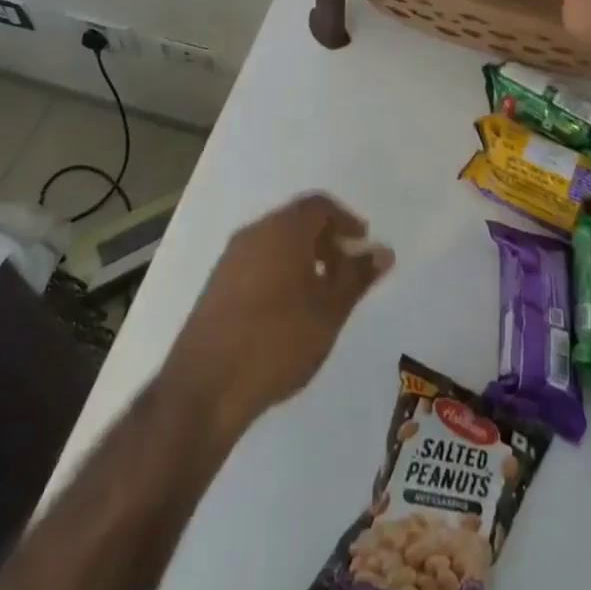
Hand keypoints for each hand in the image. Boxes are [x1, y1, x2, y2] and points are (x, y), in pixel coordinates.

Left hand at [165, 193, 392, 439]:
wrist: (207, 384)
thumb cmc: (278, 339)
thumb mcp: (329, 310)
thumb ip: (357, 276)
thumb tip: (383, 251)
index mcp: (283, 228)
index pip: (319, 204)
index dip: (345, 220)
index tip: (362, 245)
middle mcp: (254, 232)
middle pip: (296, 220)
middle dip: (325, 239)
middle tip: (346, 272)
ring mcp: (231, 258)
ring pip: (275, 242)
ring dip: (302, 257)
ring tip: (320, 295)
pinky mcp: (216, 285)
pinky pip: (257, 262)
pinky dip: (280, 271)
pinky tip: (288, 311)